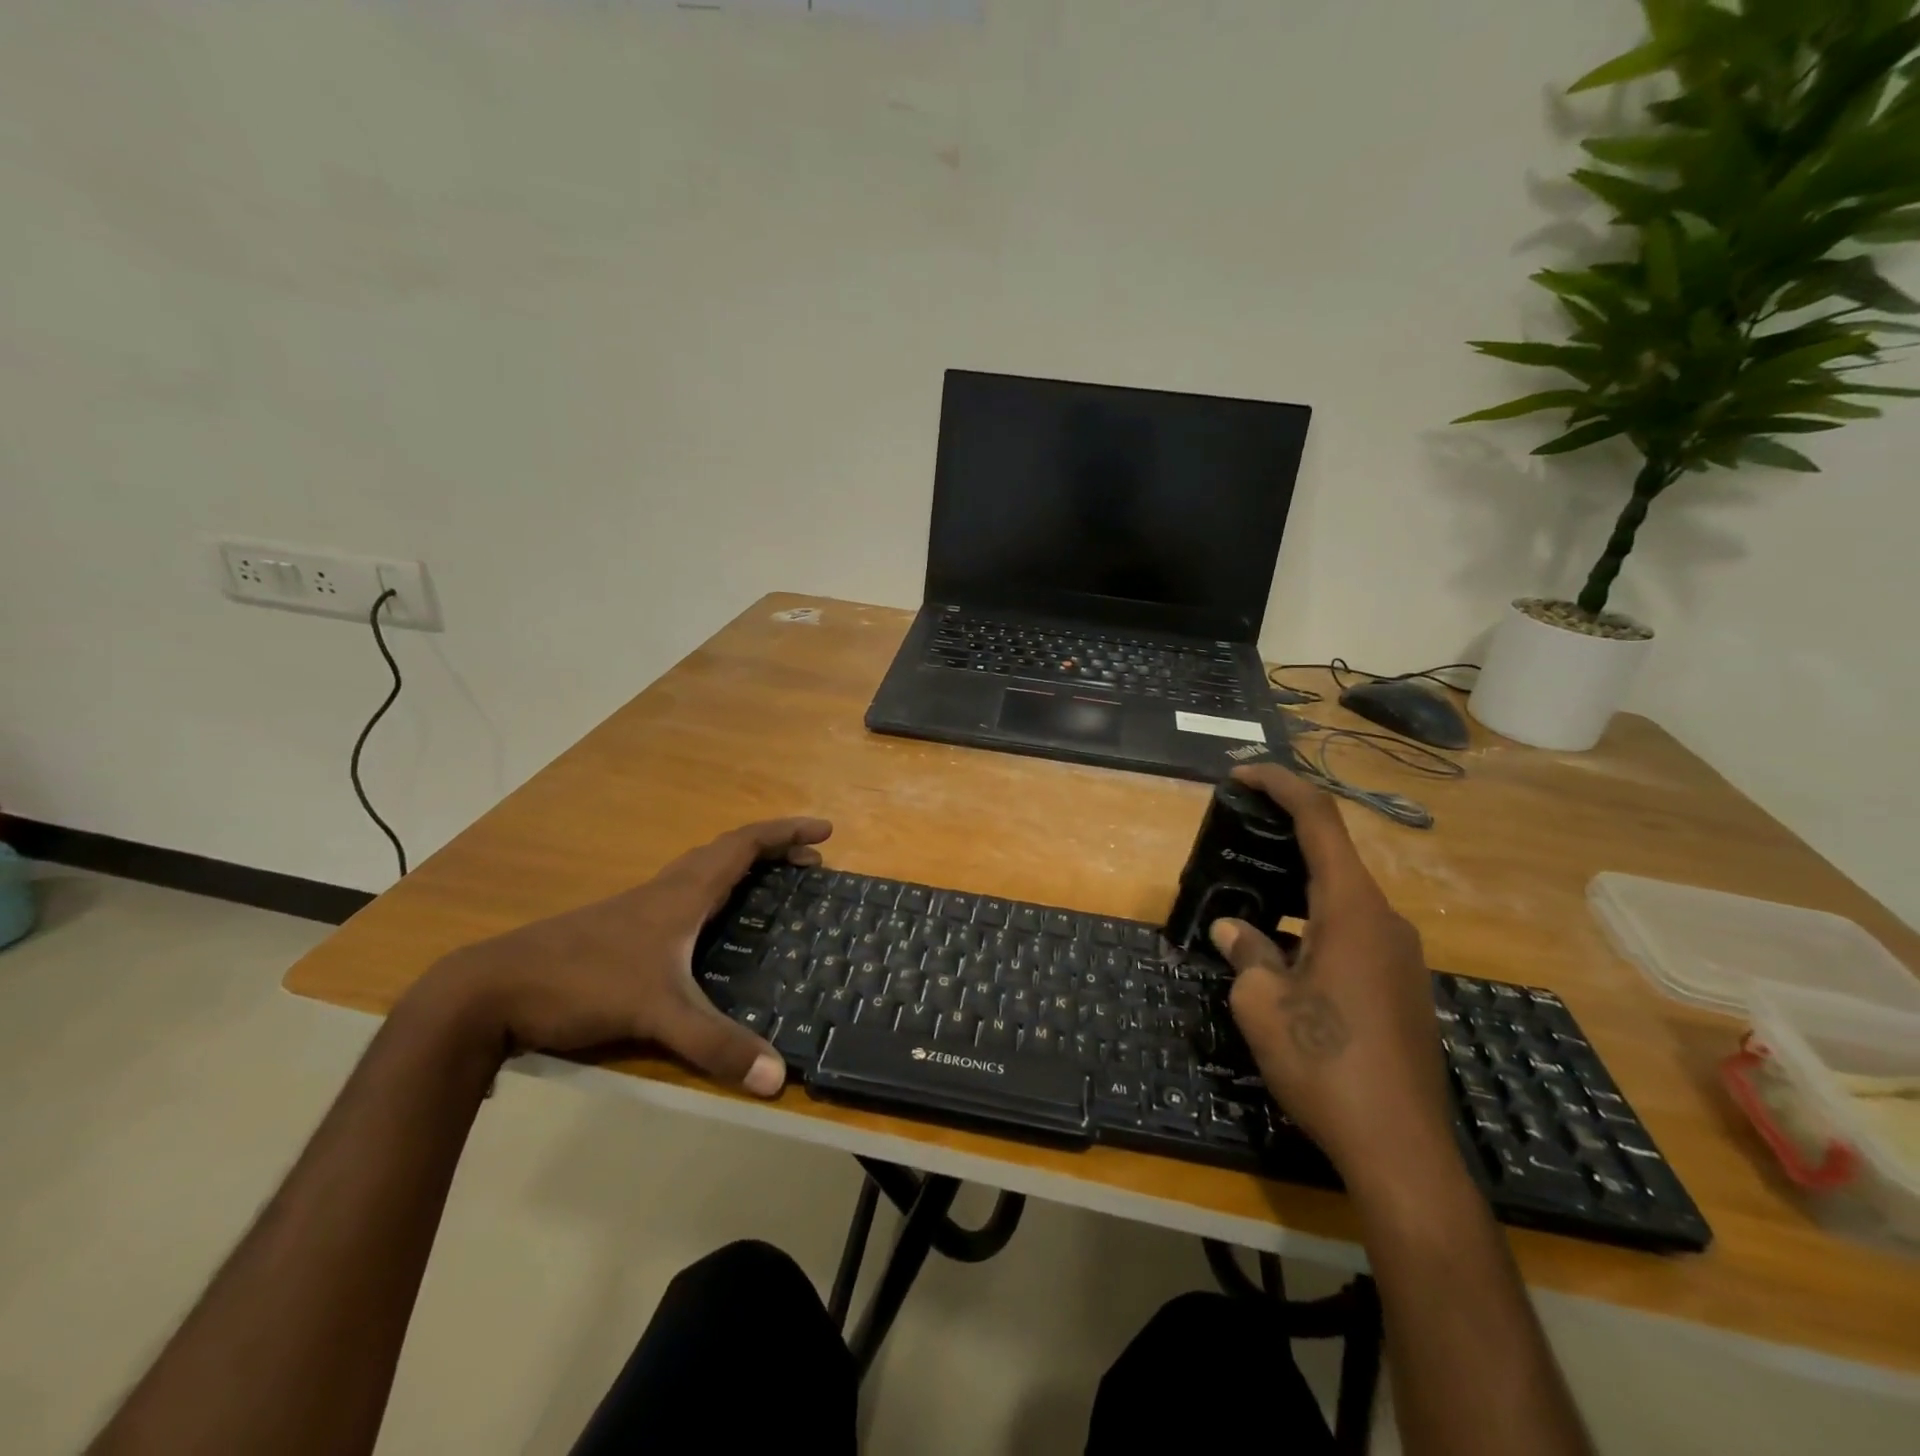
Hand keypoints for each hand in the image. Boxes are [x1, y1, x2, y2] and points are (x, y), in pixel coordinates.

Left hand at [414, 817, 832, 1096]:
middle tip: (811, 865)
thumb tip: (778, 1079)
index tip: (824, 830)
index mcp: (682, 893)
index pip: (744, 846)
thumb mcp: (656, 1013)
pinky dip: (715, 892)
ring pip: (703, 871)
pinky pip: (684, 894)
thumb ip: (715, 1044)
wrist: (490, 990)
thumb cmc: (581, 982)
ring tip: (773, 886)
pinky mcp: (620, 929)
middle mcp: (665, 890)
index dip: (786, 833)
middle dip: (774, 850)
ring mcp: (639, 908)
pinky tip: (711, 928)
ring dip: (743, 868)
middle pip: (728, 852)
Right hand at [1209, 765, 1457, 1192]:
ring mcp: (1400, 956)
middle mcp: (1385, 921)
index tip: (1241, 774)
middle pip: (1331, 858)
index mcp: (1352, 910)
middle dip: (1281, 842)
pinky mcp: (1402, 988)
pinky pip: (1353, 935)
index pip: (1319, 820)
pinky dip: (1313, 928)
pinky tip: (1283, 961)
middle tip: (1234, 845)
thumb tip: (1234, 929)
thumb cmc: (1324, 1064)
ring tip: (1248, 908)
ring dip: (1294, 894)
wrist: (1402, 1151)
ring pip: (1340, 901)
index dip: (1280, 785)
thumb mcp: (1262, 1004)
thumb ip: (1246, 953)